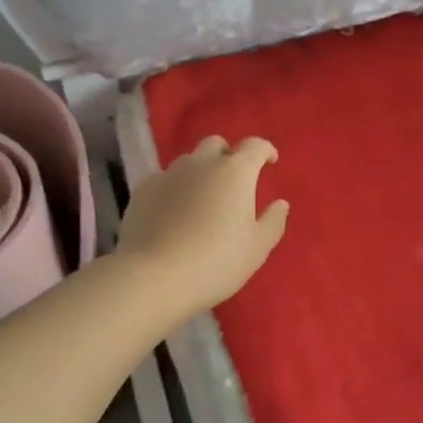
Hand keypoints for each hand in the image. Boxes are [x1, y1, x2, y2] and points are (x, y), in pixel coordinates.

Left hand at [116, 136, 288, 316]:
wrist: (153, 276)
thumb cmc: (216, 261)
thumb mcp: (257, 248)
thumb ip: (273, 221)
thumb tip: (280, 204)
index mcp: (235, 172)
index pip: (254, 146)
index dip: (265, 150)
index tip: (270, 162)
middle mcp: (201, 163)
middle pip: (217, 145)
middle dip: (228, 156)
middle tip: (233, 181)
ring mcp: (168, 174)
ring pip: (188, 161)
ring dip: (200, 172)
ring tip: (202, 199)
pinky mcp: (143, 190)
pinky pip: (165, 180)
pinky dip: (175, 188)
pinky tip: (174, 212)